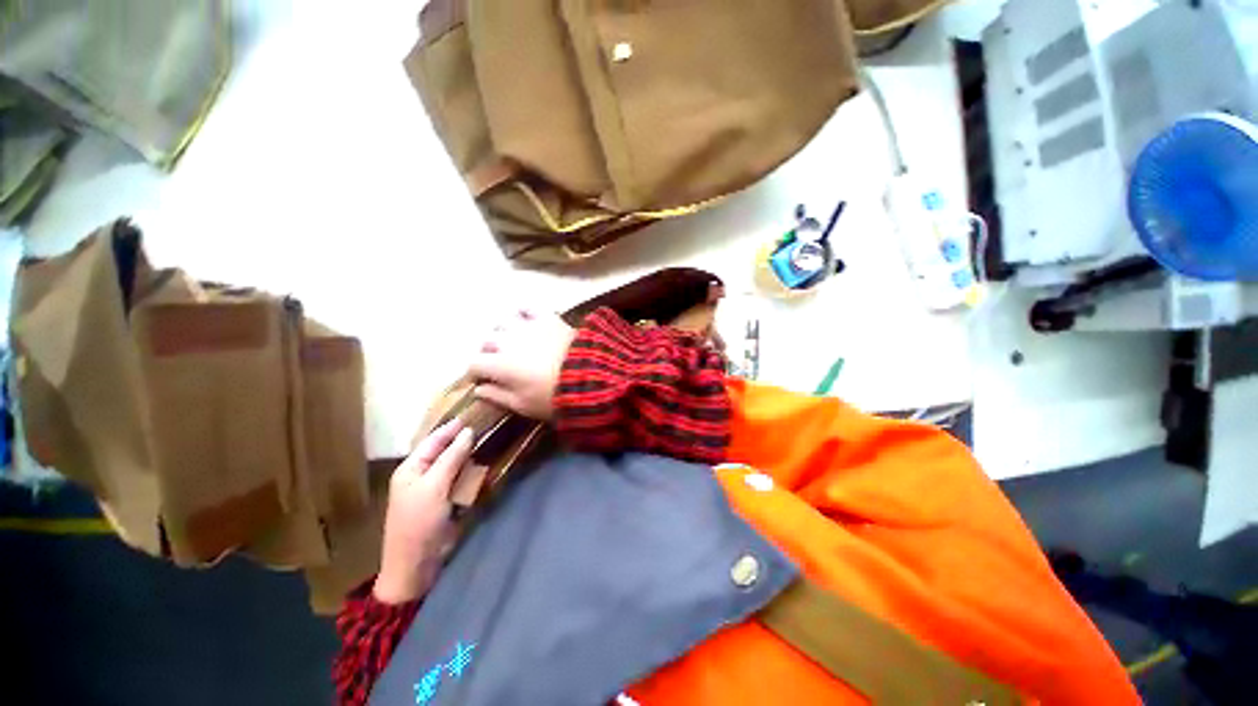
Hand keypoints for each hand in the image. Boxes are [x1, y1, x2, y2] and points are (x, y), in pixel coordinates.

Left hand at [373, 421, 473, 604]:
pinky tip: (486, 464)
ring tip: (490, 439)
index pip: (433, 440)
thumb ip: (451, 457)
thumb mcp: (434, 486)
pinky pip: (462, 480)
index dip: (452, 427)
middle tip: (486, 423)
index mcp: (411, 468)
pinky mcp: (448, 501)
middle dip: (463, 439)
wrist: (417, 564)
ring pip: (456, 465)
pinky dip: (473, 472)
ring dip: (471, 455)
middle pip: (445, 451)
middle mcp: (423, 475)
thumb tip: (468, 431)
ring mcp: (436, 489)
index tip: (473, 413)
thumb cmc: (419, 522)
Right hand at [471, 310, 575, 419]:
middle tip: (500, 363)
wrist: (589, 377)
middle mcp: (507, 340)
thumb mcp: (523, 405)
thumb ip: (497, 396)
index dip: (476, 373)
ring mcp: (527, 326)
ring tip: (512, 342)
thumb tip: (478, 390)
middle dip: (489, 353)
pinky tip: (525, 320)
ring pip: (503, 322)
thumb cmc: (553, 396)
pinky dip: (523, 313)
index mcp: (499, 364)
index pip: (474, 364)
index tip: (483, 380)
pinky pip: (528, 308)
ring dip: (503, 333)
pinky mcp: (547, 318)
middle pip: (487, 341)